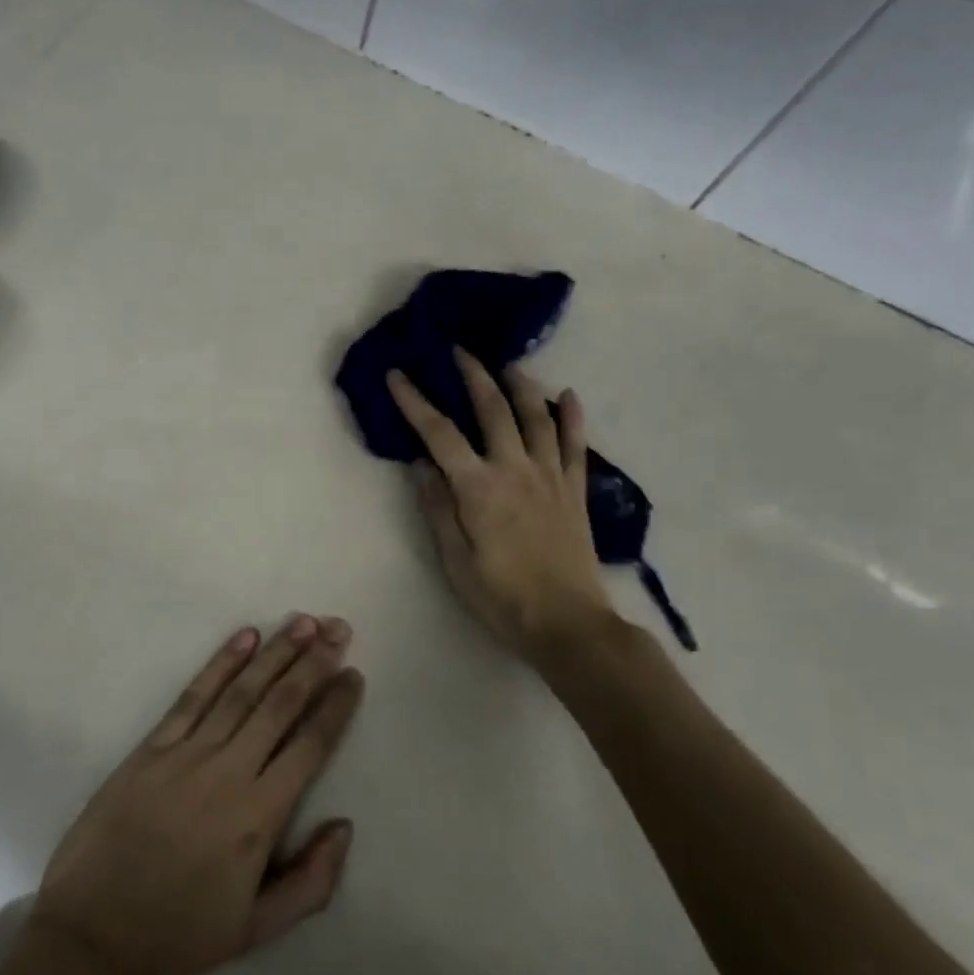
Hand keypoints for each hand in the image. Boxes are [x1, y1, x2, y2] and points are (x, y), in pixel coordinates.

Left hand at [28, 616, 364, 974]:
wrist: (90, 937)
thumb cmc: (178, 935)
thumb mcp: (255, 930)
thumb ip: (311, 882)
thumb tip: (344, 824)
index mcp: (258, 818)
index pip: (309, 746)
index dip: (335, 707)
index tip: (354, 674)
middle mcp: (228, 774)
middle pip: (280, 705)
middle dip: (314, 663)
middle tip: (339, 628)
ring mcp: (187, 755)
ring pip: (242, 691)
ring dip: (276, 652)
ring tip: (304, 622)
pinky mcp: (152, 747)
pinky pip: (193, 696)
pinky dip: (220, 663)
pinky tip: (244, 637)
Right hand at [388, 351, 612, 658]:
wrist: (567, 623)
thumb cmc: (502, 597)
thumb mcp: (455, 560)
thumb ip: (438, 508)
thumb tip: (420, 464)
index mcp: (479, 487)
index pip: (439, 433)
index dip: (414, 401)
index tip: (397, 375)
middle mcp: (515, 469)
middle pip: (493, 409)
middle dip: (473, 375)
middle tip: (459, 351)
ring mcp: (550, 476)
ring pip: (536, 417)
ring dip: (520, 385)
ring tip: (508, 364)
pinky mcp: (575, 490)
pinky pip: (575, 445)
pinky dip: (572, 417)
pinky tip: (568, 395)